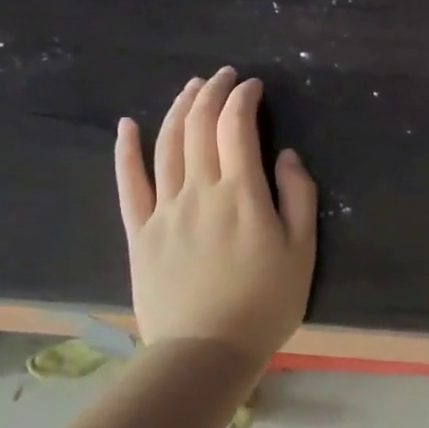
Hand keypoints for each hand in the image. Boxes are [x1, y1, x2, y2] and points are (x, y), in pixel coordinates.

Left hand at [114, 66, 318, 365]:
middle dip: (212, 93)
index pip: (237, 127)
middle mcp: (199, 190)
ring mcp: (164, 209)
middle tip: (223, 76)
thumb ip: (298, 197)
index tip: (252, 85)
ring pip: (166, 145)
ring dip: (178, 109)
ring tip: (190, 87)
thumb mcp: (302, 252)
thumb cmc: (264, 304)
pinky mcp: (139, 231)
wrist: (205, 351)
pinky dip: (127, 149)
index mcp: (242, 194)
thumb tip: (285, 155)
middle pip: (199, 127)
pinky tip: (128, 124)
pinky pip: (128, 182)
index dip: (243, 98)